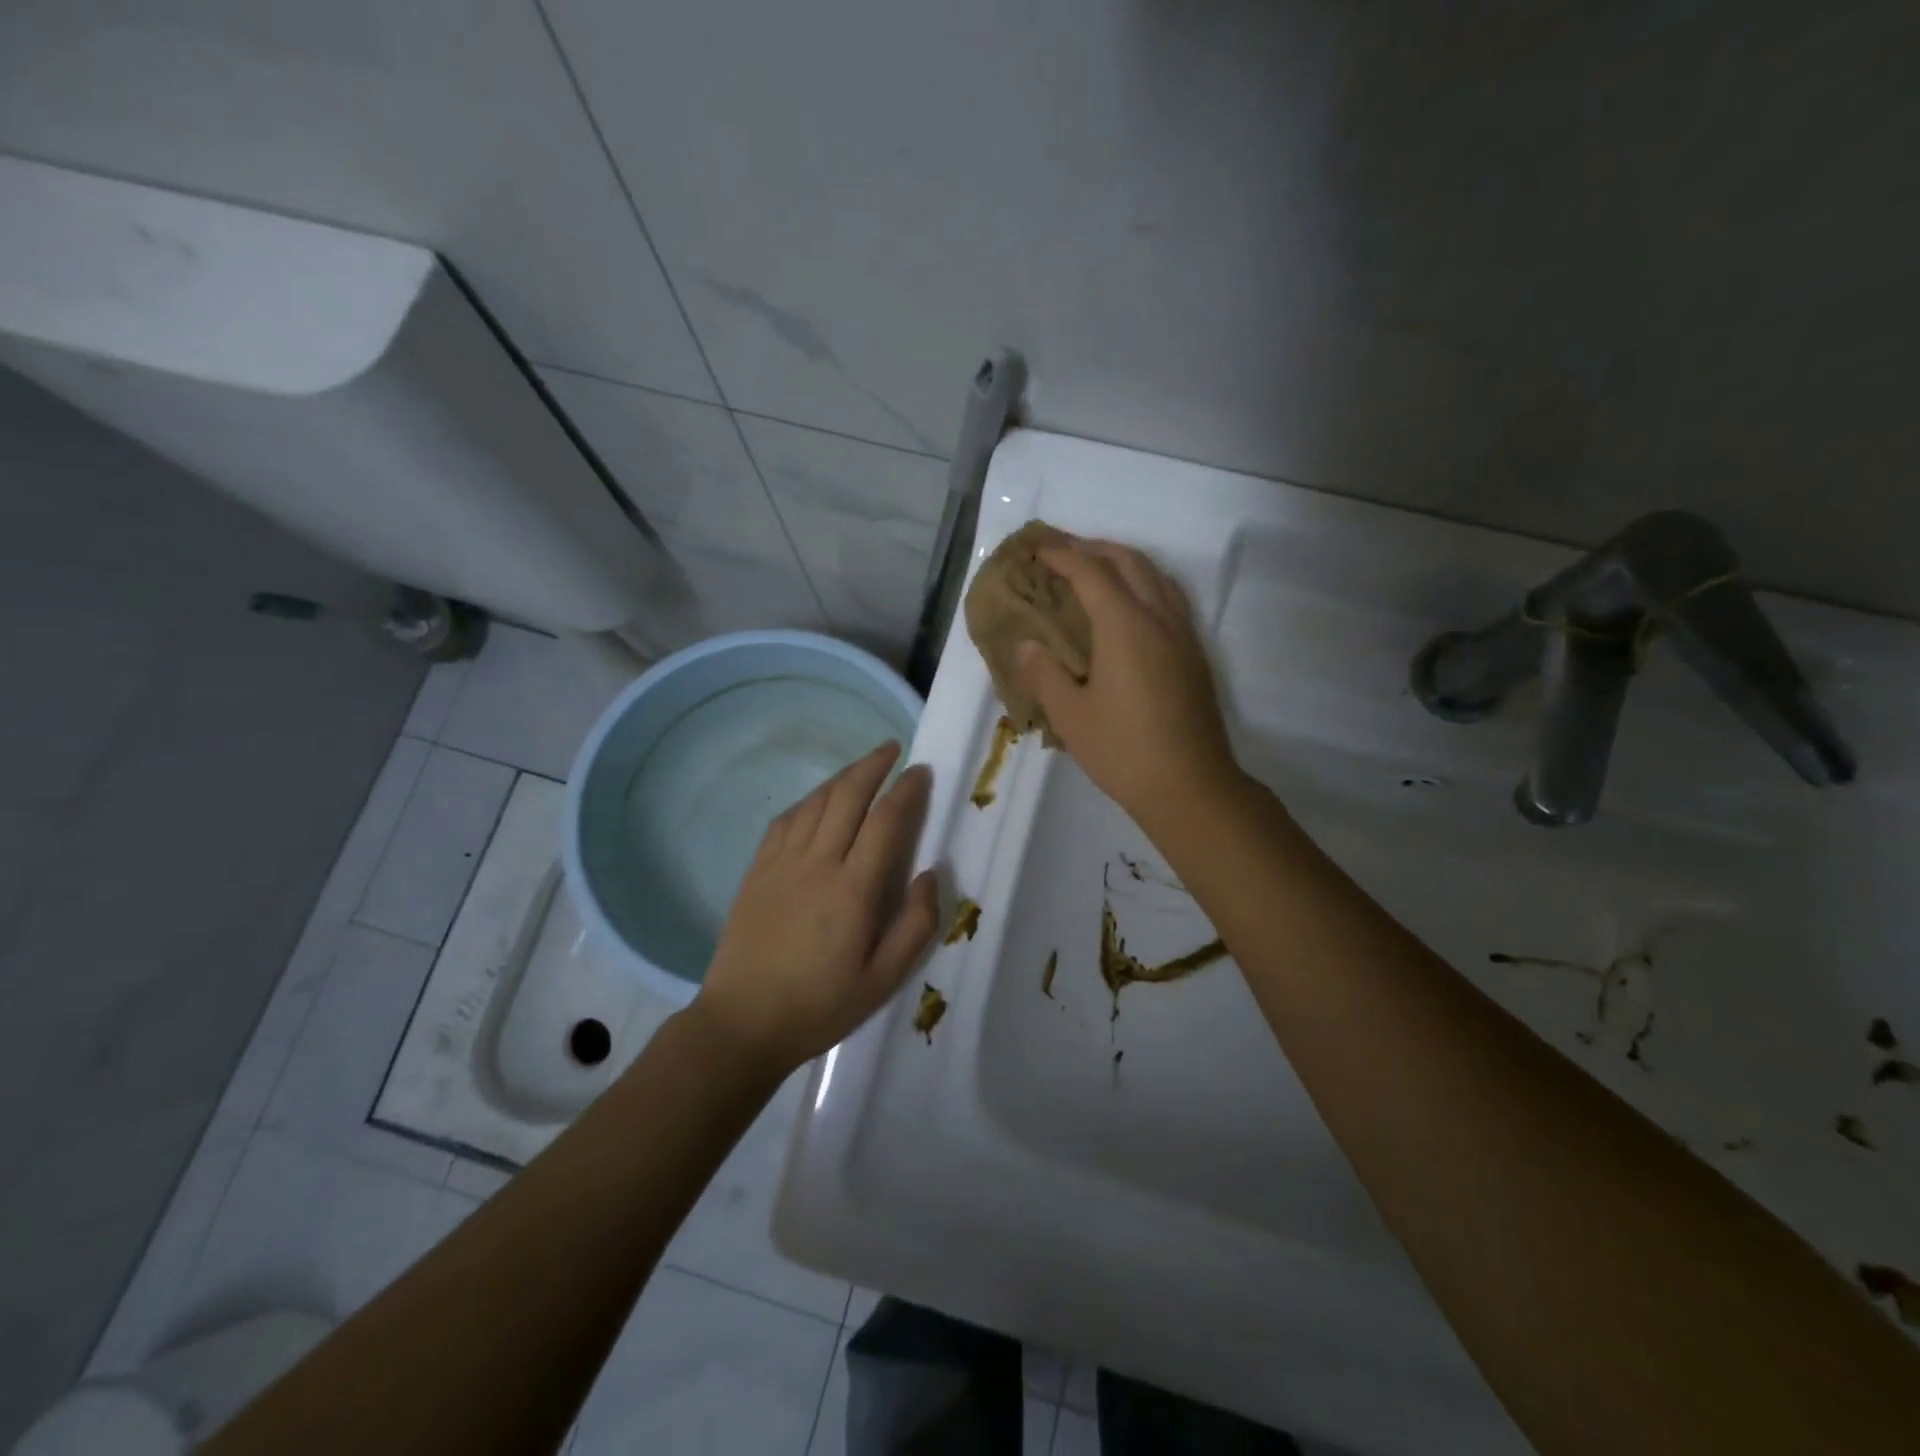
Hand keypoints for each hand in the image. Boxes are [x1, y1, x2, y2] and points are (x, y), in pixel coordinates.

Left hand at [693, 741, 939, 1072]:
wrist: (742, 1022)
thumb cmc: (819, 1005)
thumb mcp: (883, 980)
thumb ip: (916, 925)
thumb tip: (931, 873)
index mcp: (853, 889)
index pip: (886, 821)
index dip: (906, 790)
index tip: (921, 772)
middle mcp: (817, 863)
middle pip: (848, 796)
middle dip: (873, 766)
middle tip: (893, 749)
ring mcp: (781, 863)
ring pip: (815, 802)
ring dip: (842, 777)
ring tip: (862, 767)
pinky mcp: (757, 870)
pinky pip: (785, 820)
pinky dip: (808, 801)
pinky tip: (817, 800)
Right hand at [1013, 538, 1242, 826]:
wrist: (1190, 786)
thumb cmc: (1123, 751)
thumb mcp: (1070, 716)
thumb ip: (1044, 674)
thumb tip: (1025, 645)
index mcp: (1125, 626)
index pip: (1091, 573)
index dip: (1062, 555)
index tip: (1038, 550)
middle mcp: (1158, 618)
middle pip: (1129, 562)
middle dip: (1095, 548)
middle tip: (1064, 550)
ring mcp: (1183, 635)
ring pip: (1157, 576)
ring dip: (1125, 561)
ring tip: (1097, 568)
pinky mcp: (1195, 654)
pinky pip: (1171, 598)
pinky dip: (1146, 583)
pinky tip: (1132, 605)